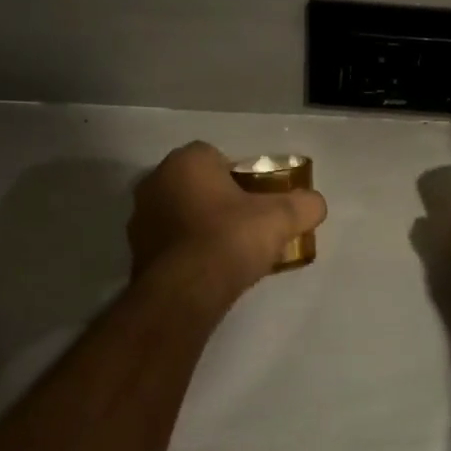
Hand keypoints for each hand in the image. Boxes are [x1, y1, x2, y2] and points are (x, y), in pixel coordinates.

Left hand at [128, 142, 326, 299]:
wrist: (185, 293)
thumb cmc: (230, 239)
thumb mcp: (281, 218)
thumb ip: (304, 205)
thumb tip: (314, 204)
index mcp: (186, 162)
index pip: (216, 157)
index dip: (241, 176)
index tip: (259, 200)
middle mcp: (156, 182)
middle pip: (197, 185)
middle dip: (220, 200)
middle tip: (247, 223)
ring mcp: (140, 219)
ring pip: (180, 213)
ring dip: (200, 225)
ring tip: (229, 251)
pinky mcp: (136, 253)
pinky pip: (170, 243)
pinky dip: (187, 251)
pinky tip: (209, 270)